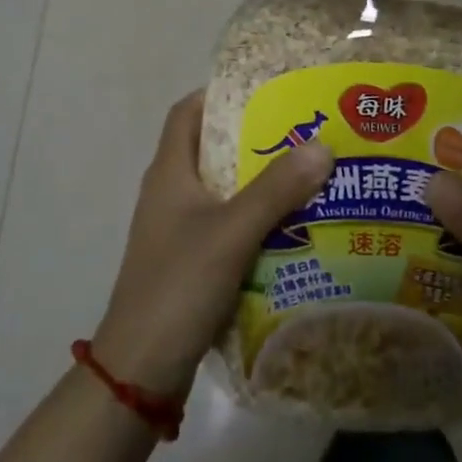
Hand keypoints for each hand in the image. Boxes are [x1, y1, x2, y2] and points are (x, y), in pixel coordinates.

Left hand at [91, 92, 333, 399]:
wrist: (139, 372)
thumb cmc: (178, 286)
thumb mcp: (231, 232)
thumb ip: (276, 189)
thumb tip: (322, 145)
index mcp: (170, 172)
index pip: (188, 112)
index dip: (221, 93)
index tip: (266, 89)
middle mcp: (170, 193)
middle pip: (211, 148)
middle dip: (254, 137)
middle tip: (301, 131)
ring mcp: (177, 230)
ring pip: (223, 189)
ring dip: (259, 180)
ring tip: (307, 173)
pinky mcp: (189, 262)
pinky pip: (226, 224)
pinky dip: (255, 218)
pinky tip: (292, 225)